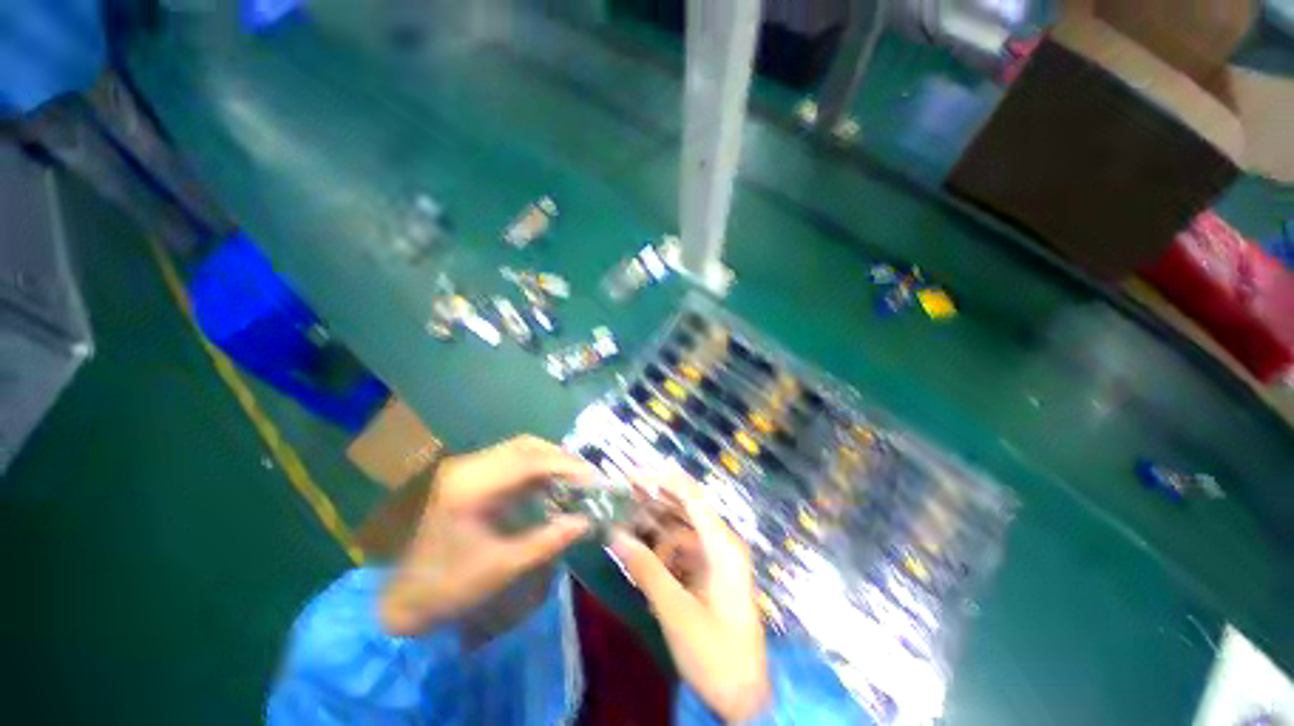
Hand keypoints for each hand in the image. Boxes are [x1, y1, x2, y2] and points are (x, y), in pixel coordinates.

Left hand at [379, 436, 595, 635]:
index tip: (594, 478)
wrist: (405, 598)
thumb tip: (587, 521)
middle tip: (588, 478)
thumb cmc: (450, 587)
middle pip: (527, 445)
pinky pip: (513, 461)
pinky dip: (538, 469)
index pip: (529, 460)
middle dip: (562, 458)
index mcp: (471, 486)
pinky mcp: (471, 475)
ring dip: (551, 460)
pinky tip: (553, 484)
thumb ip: (547, 541)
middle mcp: (468, 466)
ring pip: (521, 449)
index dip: (566, 466)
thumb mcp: (502, 568)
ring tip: (576, 480)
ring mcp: (468, 468)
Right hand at [611, 473, 769, 722]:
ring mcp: (716, 558)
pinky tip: (641, 555)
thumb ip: (645, 569)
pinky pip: (681, 549)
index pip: (691, 495)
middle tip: (621, 493)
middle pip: (685, 507)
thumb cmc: (716, 654)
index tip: (631, 475)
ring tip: (624, 524)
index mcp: (722, 545)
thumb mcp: (676, 611)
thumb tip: (615, 535)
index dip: (661, 479)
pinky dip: (661, 548)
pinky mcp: (709, 573)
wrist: (745, 699)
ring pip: (680, 528)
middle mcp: (721, 543)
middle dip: (653, 498)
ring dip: (653, 526)